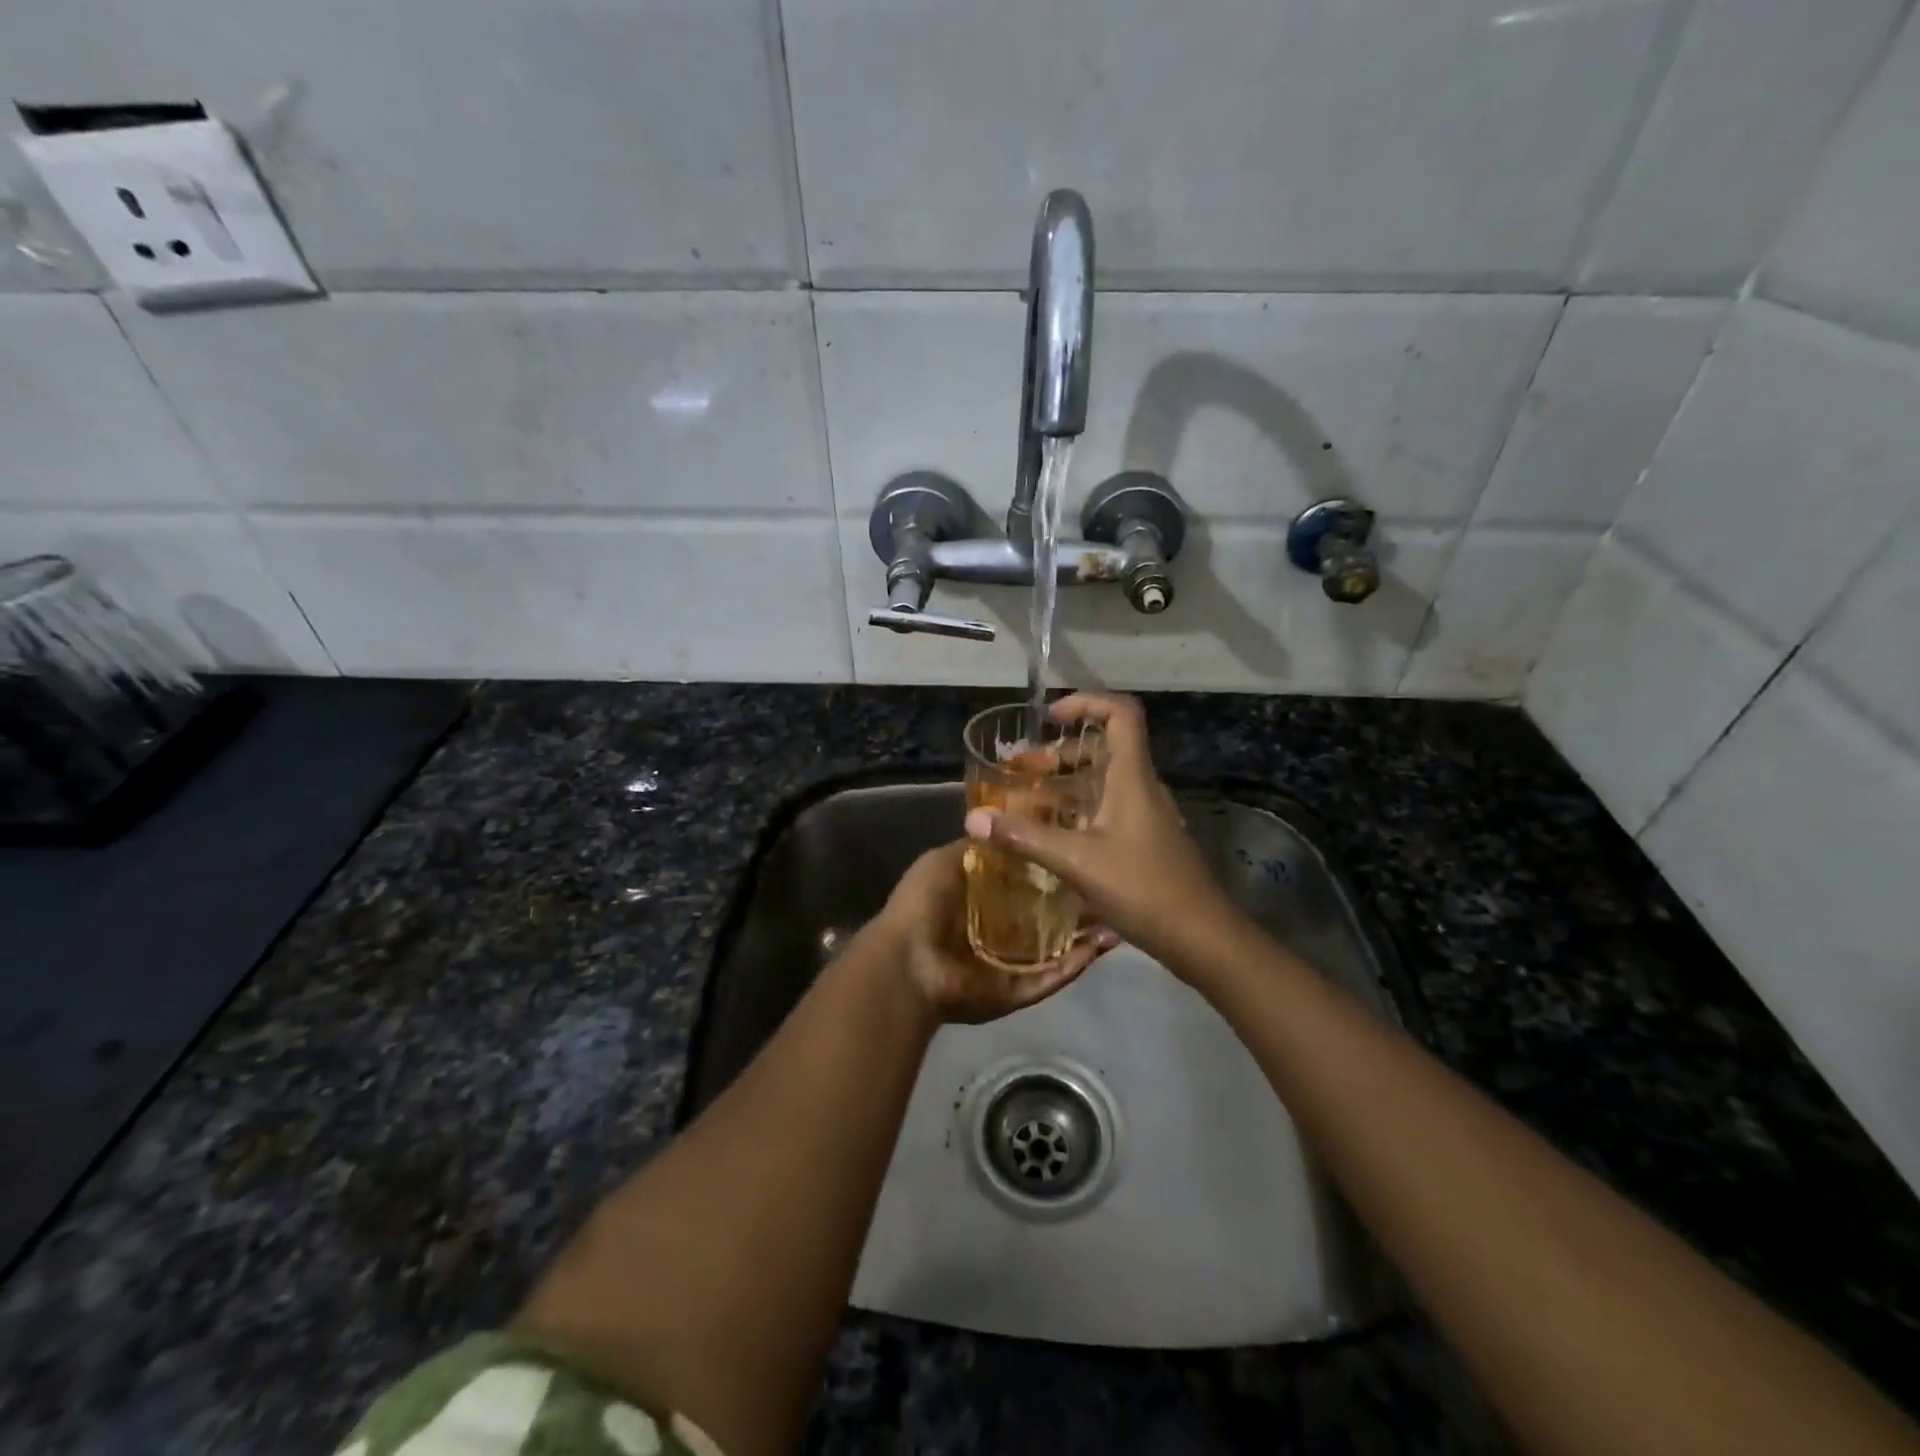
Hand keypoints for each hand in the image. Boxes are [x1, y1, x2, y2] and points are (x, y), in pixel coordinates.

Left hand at [873, 842, 1115, 1024]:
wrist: (907, 962)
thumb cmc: (922, 905)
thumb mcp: (946, 861)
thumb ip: (979, 849)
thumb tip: (1007, 828)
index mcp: (979, 904)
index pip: (1023, 887)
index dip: (1049, 871)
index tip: (1079, 853)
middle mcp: (997, 935)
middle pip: (1044, 920)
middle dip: (1074, 907)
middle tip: (1107, 887)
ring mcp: (1008, 966)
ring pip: (1056, 951)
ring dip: (1085, 937)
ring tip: (1116, 918)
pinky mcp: (1017, 992)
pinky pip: (1051, 979)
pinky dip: (1076, 965)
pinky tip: (1103, 946)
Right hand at [963, 693, 1242, 972]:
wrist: (1201, 937)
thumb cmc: (1143, 887)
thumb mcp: (1077, 861)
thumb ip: (1025, 837)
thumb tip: (973, 818)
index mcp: (1131, 777)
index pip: (1120, 713)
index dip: (1086, 702)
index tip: (1049, 718)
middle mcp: (1140, 787)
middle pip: (1103, 747)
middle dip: (1059, 752)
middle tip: (1021, 771)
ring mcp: (1144, 815)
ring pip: (1102, 781)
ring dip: (1064, 784)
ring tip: (1025, 802)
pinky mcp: (1143, 840)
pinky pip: (1105, 809)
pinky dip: (1076, 810)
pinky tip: (1050, 836)